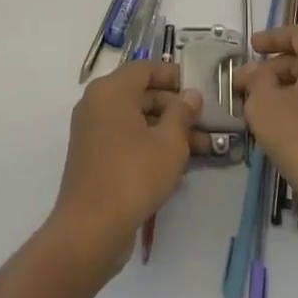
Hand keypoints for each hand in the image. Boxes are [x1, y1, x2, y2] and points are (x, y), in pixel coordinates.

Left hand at [48, 57, 201, 270]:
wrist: (91, 229)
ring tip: (204, 147)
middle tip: (206, 121)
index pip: (145, 68)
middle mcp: (98, 104)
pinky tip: (179, 164)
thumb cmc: (133, 175)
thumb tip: (191, 94)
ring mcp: (93, 132)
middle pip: (142, 94)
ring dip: (168, 130)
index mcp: (111, 90)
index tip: (198, 88)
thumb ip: (183, 113)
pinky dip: (151, 145)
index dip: (173, 75)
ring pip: (137, 121)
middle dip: (176, 108)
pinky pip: (127, 140)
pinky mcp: (95, 158)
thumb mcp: (169, 142)